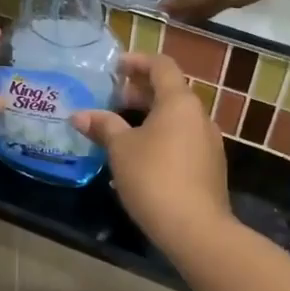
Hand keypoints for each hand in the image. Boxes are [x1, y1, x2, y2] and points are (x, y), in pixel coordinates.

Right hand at [71, 54, 232, 246]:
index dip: (138, 61)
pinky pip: (183, 139)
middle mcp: (199, 116)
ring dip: (150, 116)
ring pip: (176, 117)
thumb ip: (103, 126)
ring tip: (122, 128)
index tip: (115, 67)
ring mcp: (209, 142)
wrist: (196, 229)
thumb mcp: (121, 149)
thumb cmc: (154, 178)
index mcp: (179, 102)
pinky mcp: (210, 166)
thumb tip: (79, 115)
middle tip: (112, 98)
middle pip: (170, 91)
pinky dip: (161, 136)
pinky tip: (141, 157)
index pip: (161, 66)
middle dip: (140, 91)